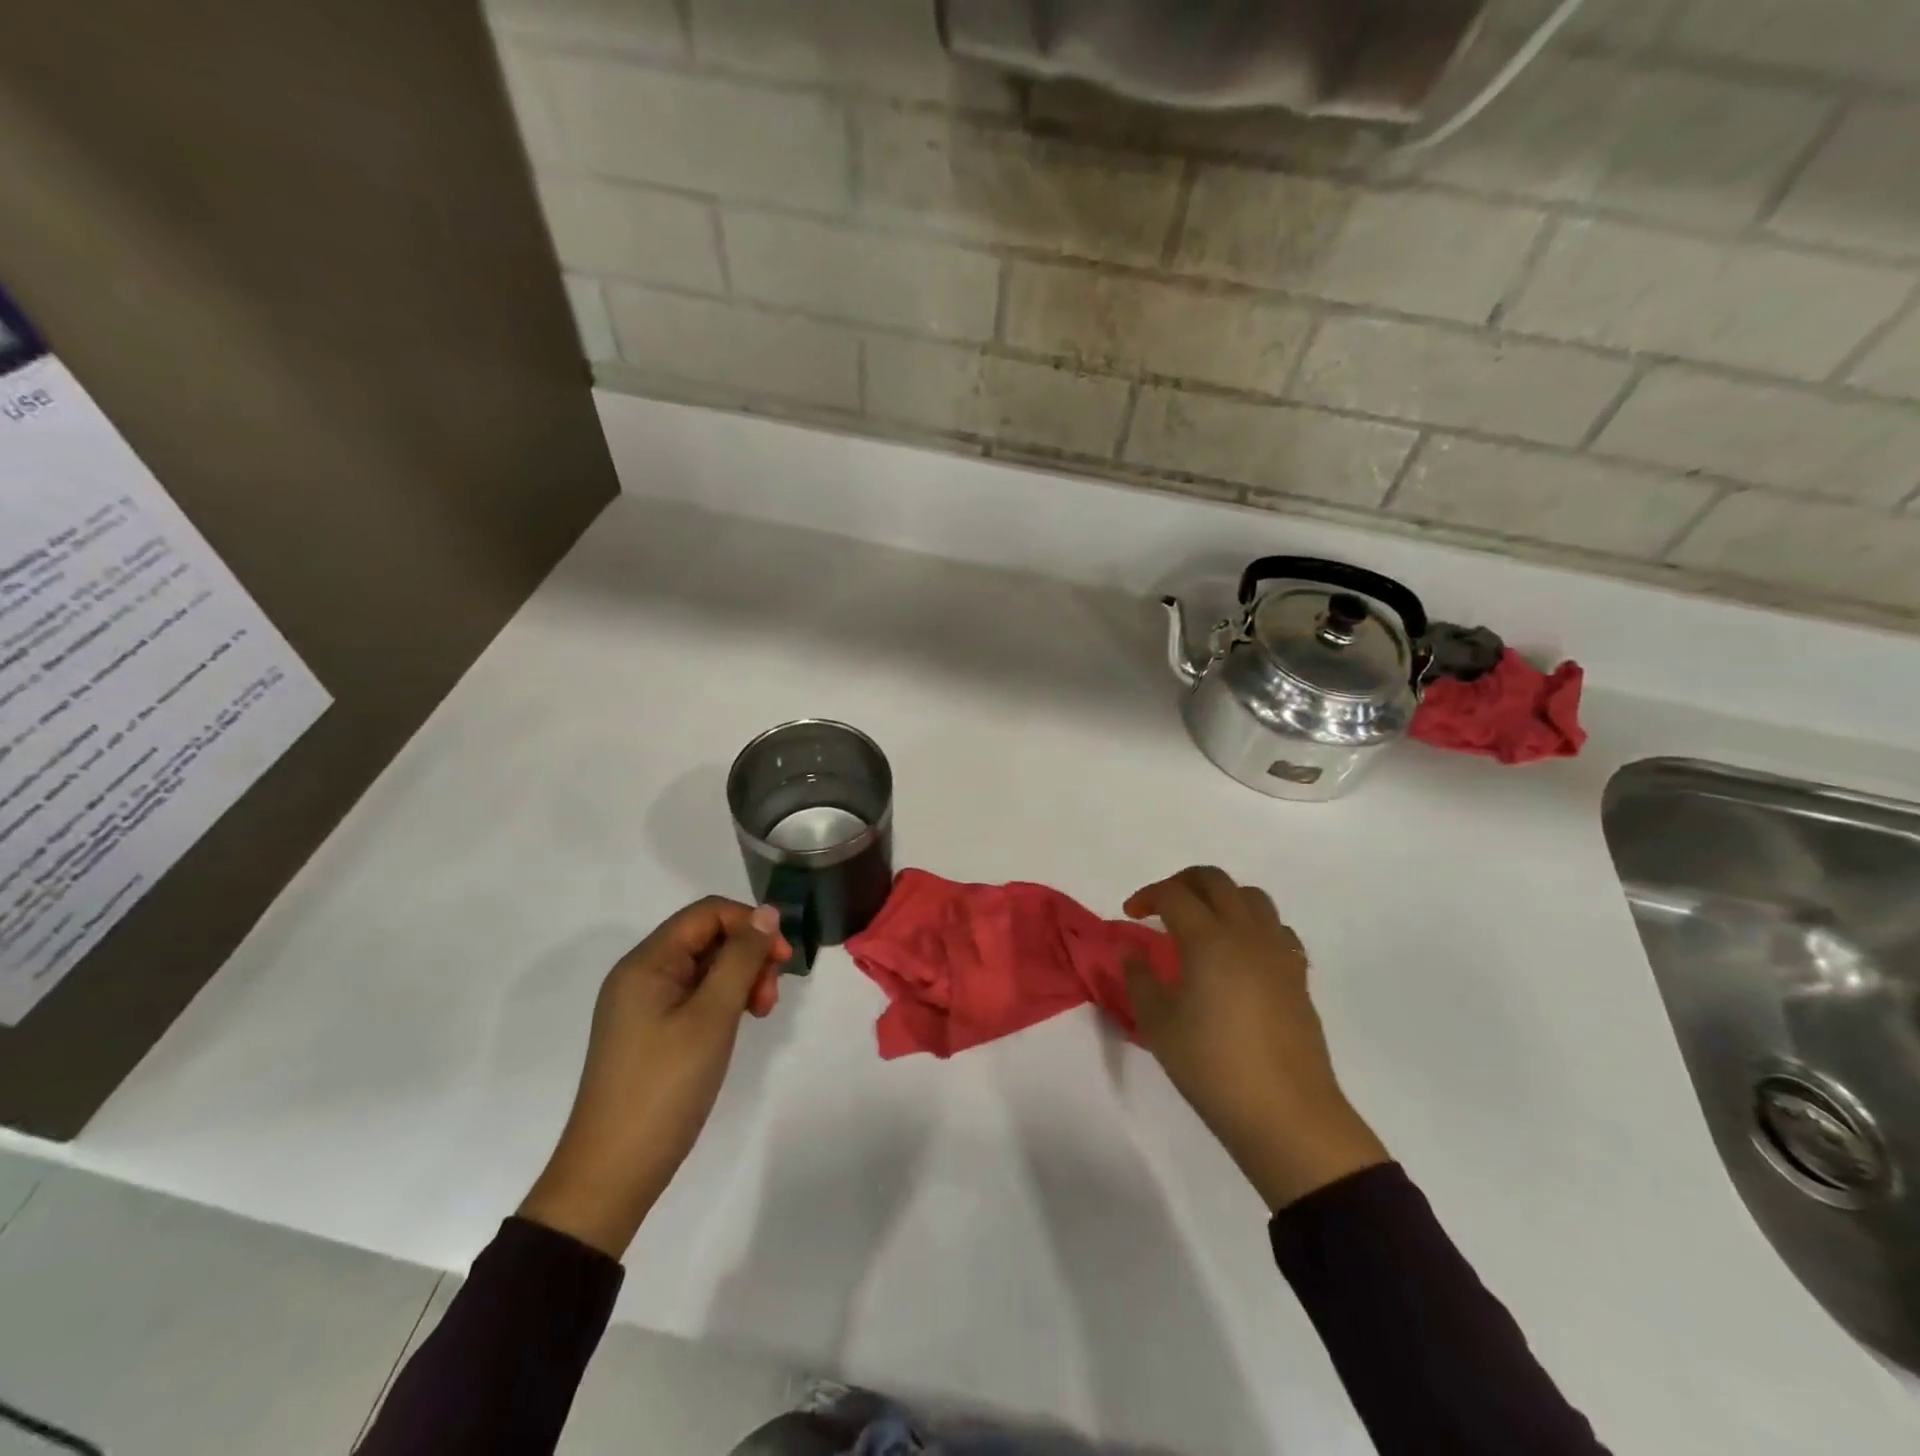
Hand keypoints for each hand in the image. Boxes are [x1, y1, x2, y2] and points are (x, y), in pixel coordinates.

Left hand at [519, 898, 788, 1257]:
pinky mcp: (649, 1033)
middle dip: (748, 956)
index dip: (751, 925)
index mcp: (647, 963)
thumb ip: (741, 958)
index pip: (707, 914)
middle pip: (706, 938)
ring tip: (760, 1013)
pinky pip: (693, 996)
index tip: (784, 958)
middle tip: (770, 997)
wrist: (612, 1174)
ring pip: (704, 968)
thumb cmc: (665, 1087)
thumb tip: (768, 913)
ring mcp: (642, 1006)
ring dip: (740, 979)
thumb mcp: (712, 1017)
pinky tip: (737, 1025)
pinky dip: (722, 1002)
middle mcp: (640, 975)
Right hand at [1124, 866, 1387, 1211]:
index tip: (1131, 914)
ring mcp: (1278, 952)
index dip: (1148, 895)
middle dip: (1183, 882)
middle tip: (1162, 905)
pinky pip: (1277, 928)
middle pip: (1216, 880)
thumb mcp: (1158, 1024)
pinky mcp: (1298, 975)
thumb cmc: (1212, 1067)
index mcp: (1208, 939)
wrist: (1286, 1113)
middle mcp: (1246, 933)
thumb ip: (1139, 979)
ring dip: (1222, 897)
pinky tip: (1240, 953)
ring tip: (1203, 923)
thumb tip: (1132, 950)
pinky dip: (1253, 925)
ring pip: (1252, 897)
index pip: (1174, 894)